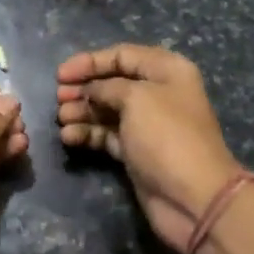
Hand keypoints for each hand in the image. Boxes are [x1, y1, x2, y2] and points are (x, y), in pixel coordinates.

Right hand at [57, 45, 240, 252]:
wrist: (194, 199)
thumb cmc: (167, 136)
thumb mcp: (136, 98)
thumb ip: (106, 87)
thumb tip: (90, 91)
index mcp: (166, 70)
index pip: (122, 55)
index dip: (90, 61)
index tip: (61, 74)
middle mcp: (158, 93)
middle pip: (112, 82)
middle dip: (84, 88)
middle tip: (59, 98)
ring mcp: (147, 125)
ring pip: (107, 110)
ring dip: (82, 112)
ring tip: (62, 118)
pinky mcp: (137, 152)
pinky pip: (107, 135)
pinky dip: (88, 133)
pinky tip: (69, 137)